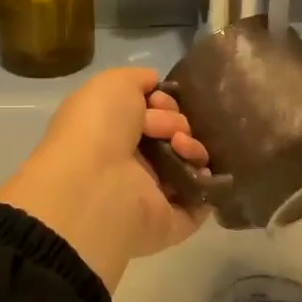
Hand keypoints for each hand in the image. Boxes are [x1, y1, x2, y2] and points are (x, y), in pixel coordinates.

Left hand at [0, 68, 209, 291]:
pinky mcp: (169, 222)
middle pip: (174, 134)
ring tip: (180, 147)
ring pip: (189, 163)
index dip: (163, 101)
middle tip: (167, 129)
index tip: (159, 101)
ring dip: (193, 147)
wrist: (94, 185)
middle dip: (177, 122)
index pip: (151, 111)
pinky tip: (199, 169)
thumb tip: (157, 88)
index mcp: (111, 131)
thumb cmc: (98, 128)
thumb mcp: (112, 83)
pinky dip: (207, 184)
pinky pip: (200, 200)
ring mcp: (149, 193)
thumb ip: (138, 79)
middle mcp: (130, 161)